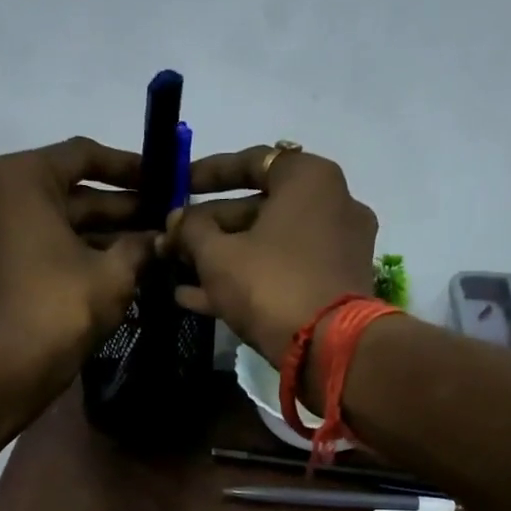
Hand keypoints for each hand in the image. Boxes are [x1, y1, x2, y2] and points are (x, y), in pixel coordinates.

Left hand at [0, 137, 154, 383]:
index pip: (83, 155)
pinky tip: (115, 267)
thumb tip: (161, 239)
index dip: (129, 167)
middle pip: (69, 191)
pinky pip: (39, 246)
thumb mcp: (114, 273)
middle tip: (162, 219)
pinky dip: (74, 252)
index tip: (162, 179)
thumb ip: (140, 246)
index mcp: (20, 178)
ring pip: (56, 222)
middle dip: (119, 207)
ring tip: (147, 246)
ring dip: (101, 233)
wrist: (8, 367)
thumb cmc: (62, 306)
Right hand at [166, 145, 377, 362]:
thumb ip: (191, 230)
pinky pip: (284, 273)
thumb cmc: (270, 284)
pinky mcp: (334, 287)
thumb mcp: (218, 255)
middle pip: (259, 208)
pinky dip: (247, 280)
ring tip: (177, 270)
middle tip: (173, 241)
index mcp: (310, 179)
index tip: (178, 186)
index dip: (208, 173)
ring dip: (222, 258)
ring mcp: (337, 249)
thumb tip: (176, 220)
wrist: (329, 349)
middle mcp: (332, 205)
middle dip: (210, 227)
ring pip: (268, 245)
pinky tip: (196, 298)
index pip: (253, 161)